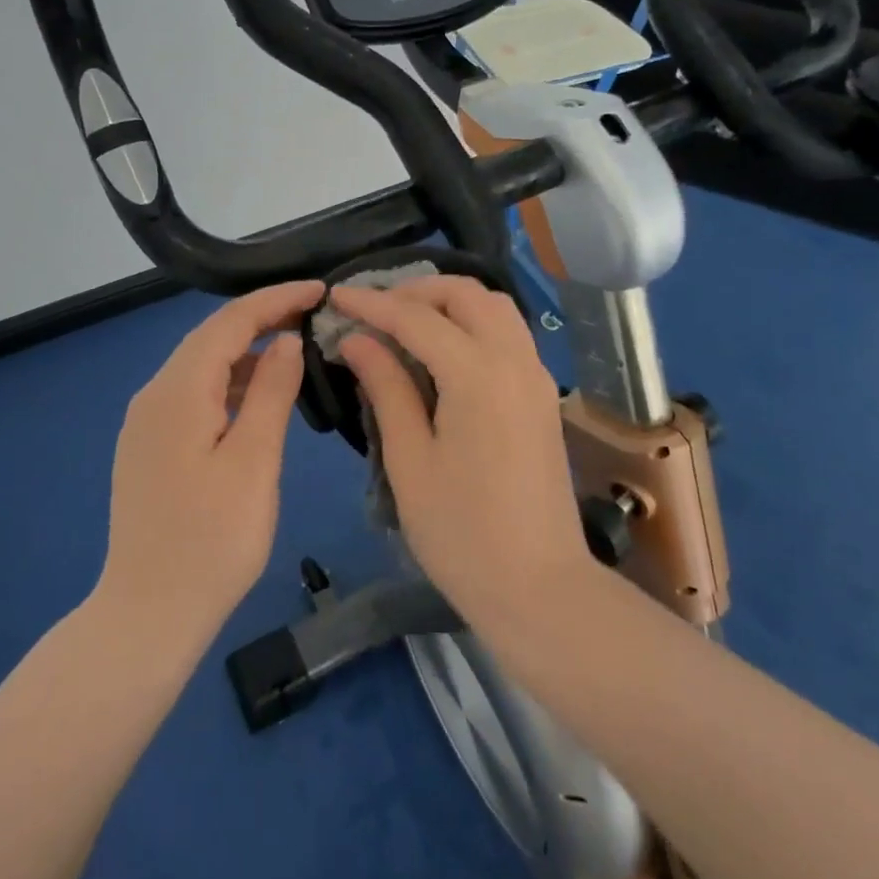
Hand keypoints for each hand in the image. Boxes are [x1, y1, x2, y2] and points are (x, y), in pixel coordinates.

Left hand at [95, 280, 321, 649]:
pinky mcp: (150, 445)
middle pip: (211, 338)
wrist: (148, 613)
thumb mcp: (254, 462)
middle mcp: (154, 394)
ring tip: (296, 350)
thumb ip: (271, 393)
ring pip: (202, 366)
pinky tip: (259, 398)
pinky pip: (194, 395)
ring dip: (247, 352)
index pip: (230, 322)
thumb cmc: (211, 541)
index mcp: (178, 391)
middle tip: (314, 315)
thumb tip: (286, 341)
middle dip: (262, 319)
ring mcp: (147, 421)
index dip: (276, 299)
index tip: (320, 290)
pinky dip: (230, 383)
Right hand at [331, 277, 592, 627]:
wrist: (540, 587)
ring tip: (406, 323)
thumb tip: (357, 339)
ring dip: (450, 302)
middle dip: (417, 290)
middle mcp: (515, 360)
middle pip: (467, 294)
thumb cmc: (462, 533)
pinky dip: (473, 323)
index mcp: (478, 374)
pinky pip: (509, 334)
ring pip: (495, 308)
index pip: (416, 317)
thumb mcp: (410, 460)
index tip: (336, 295)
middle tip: (375, 309)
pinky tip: (443, 351)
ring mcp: (536, 376)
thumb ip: (386, 388)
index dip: (372, 303)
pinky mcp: (542, 396)